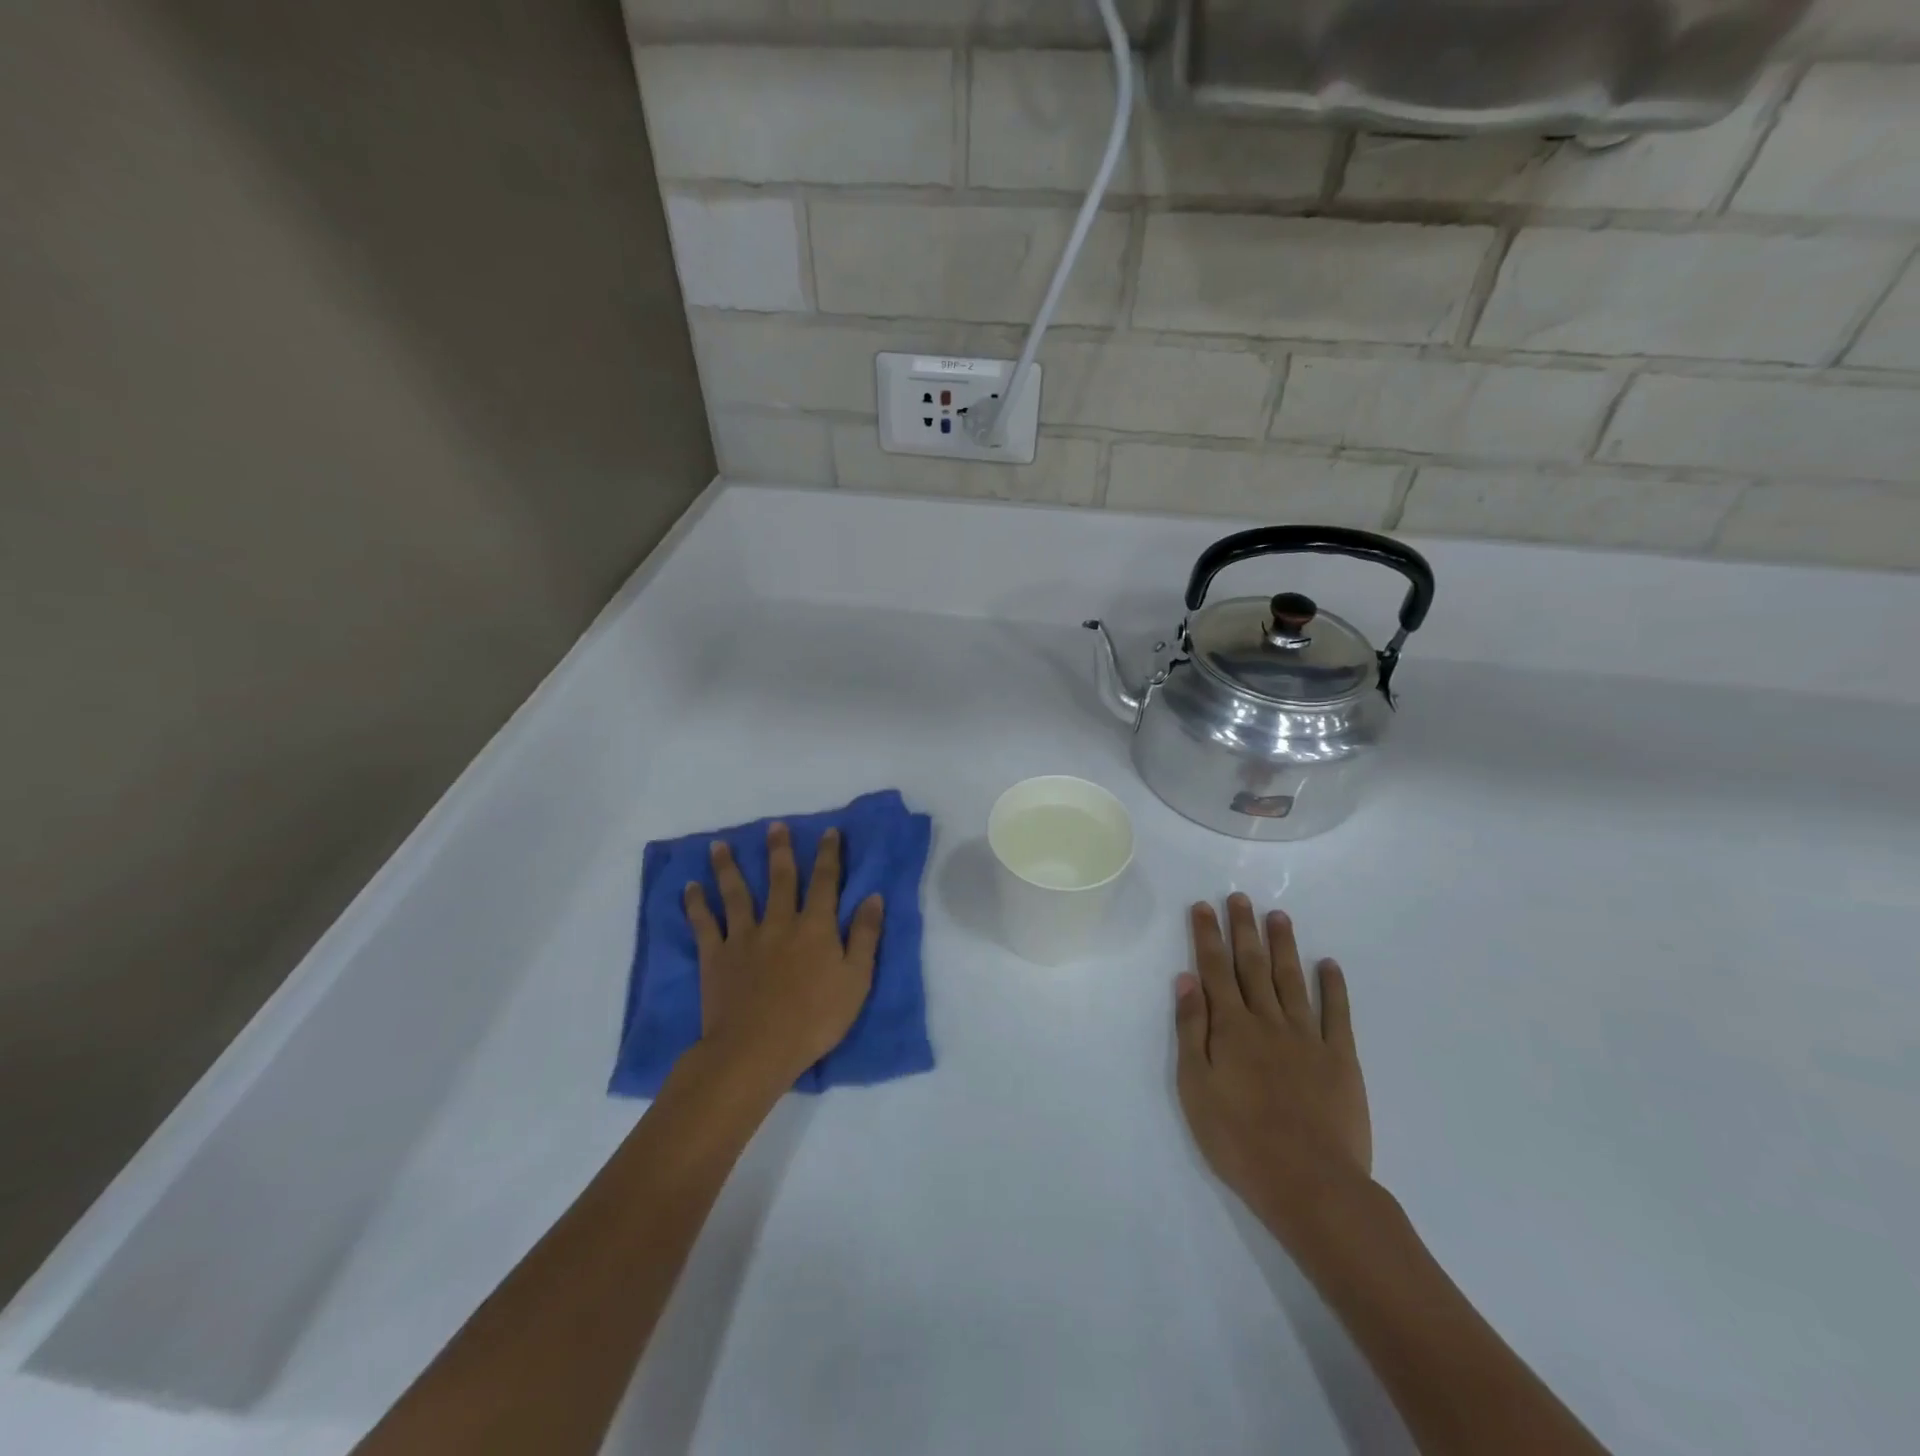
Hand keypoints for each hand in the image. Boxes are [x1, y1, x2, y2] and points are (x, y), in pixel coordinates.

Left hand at [685, 824, 883, 1086]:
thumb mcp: (856, 980)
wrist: (756, 1049)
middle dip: (779, 851)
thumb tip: (874, 896)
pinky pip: (704, 924)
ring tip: (718, 845)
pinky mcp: (716, 956)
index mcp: (815, 926)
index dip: (829, 855)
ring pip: (736, 893)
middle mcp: (779, 922)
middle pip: (780, 879)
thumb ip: (865, 936)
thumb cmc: (814, 1019)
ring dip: (728, 867)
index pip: (825, 882)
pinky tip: (690, 888)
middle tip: (774, 826)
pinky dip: (696, 904)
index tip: (829, 832)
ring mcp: (744, 937)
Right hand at [1175, 895, 1372, 1245]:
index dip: (1207, 936)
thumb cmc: (1239, 1140)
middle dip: (1243, 928)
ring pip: (1292, 980)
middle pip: (1253, 965)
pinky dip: (1334, 987)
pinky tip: (1330, 965)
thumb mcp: (1196, 1088)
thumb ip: (1191, 1030)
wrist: (1311, 1184)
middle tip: (1239, 897)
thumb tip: (1187, 980)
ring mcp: (1308, 1038)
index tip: (1202, 907)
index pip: (1215, 970)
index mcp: (1231, 1028)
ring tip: (1278, 916)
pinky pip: (1337, 1014)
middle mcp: (1268, 1021)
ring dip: (1283, 946)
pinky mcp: (1340, 1059)